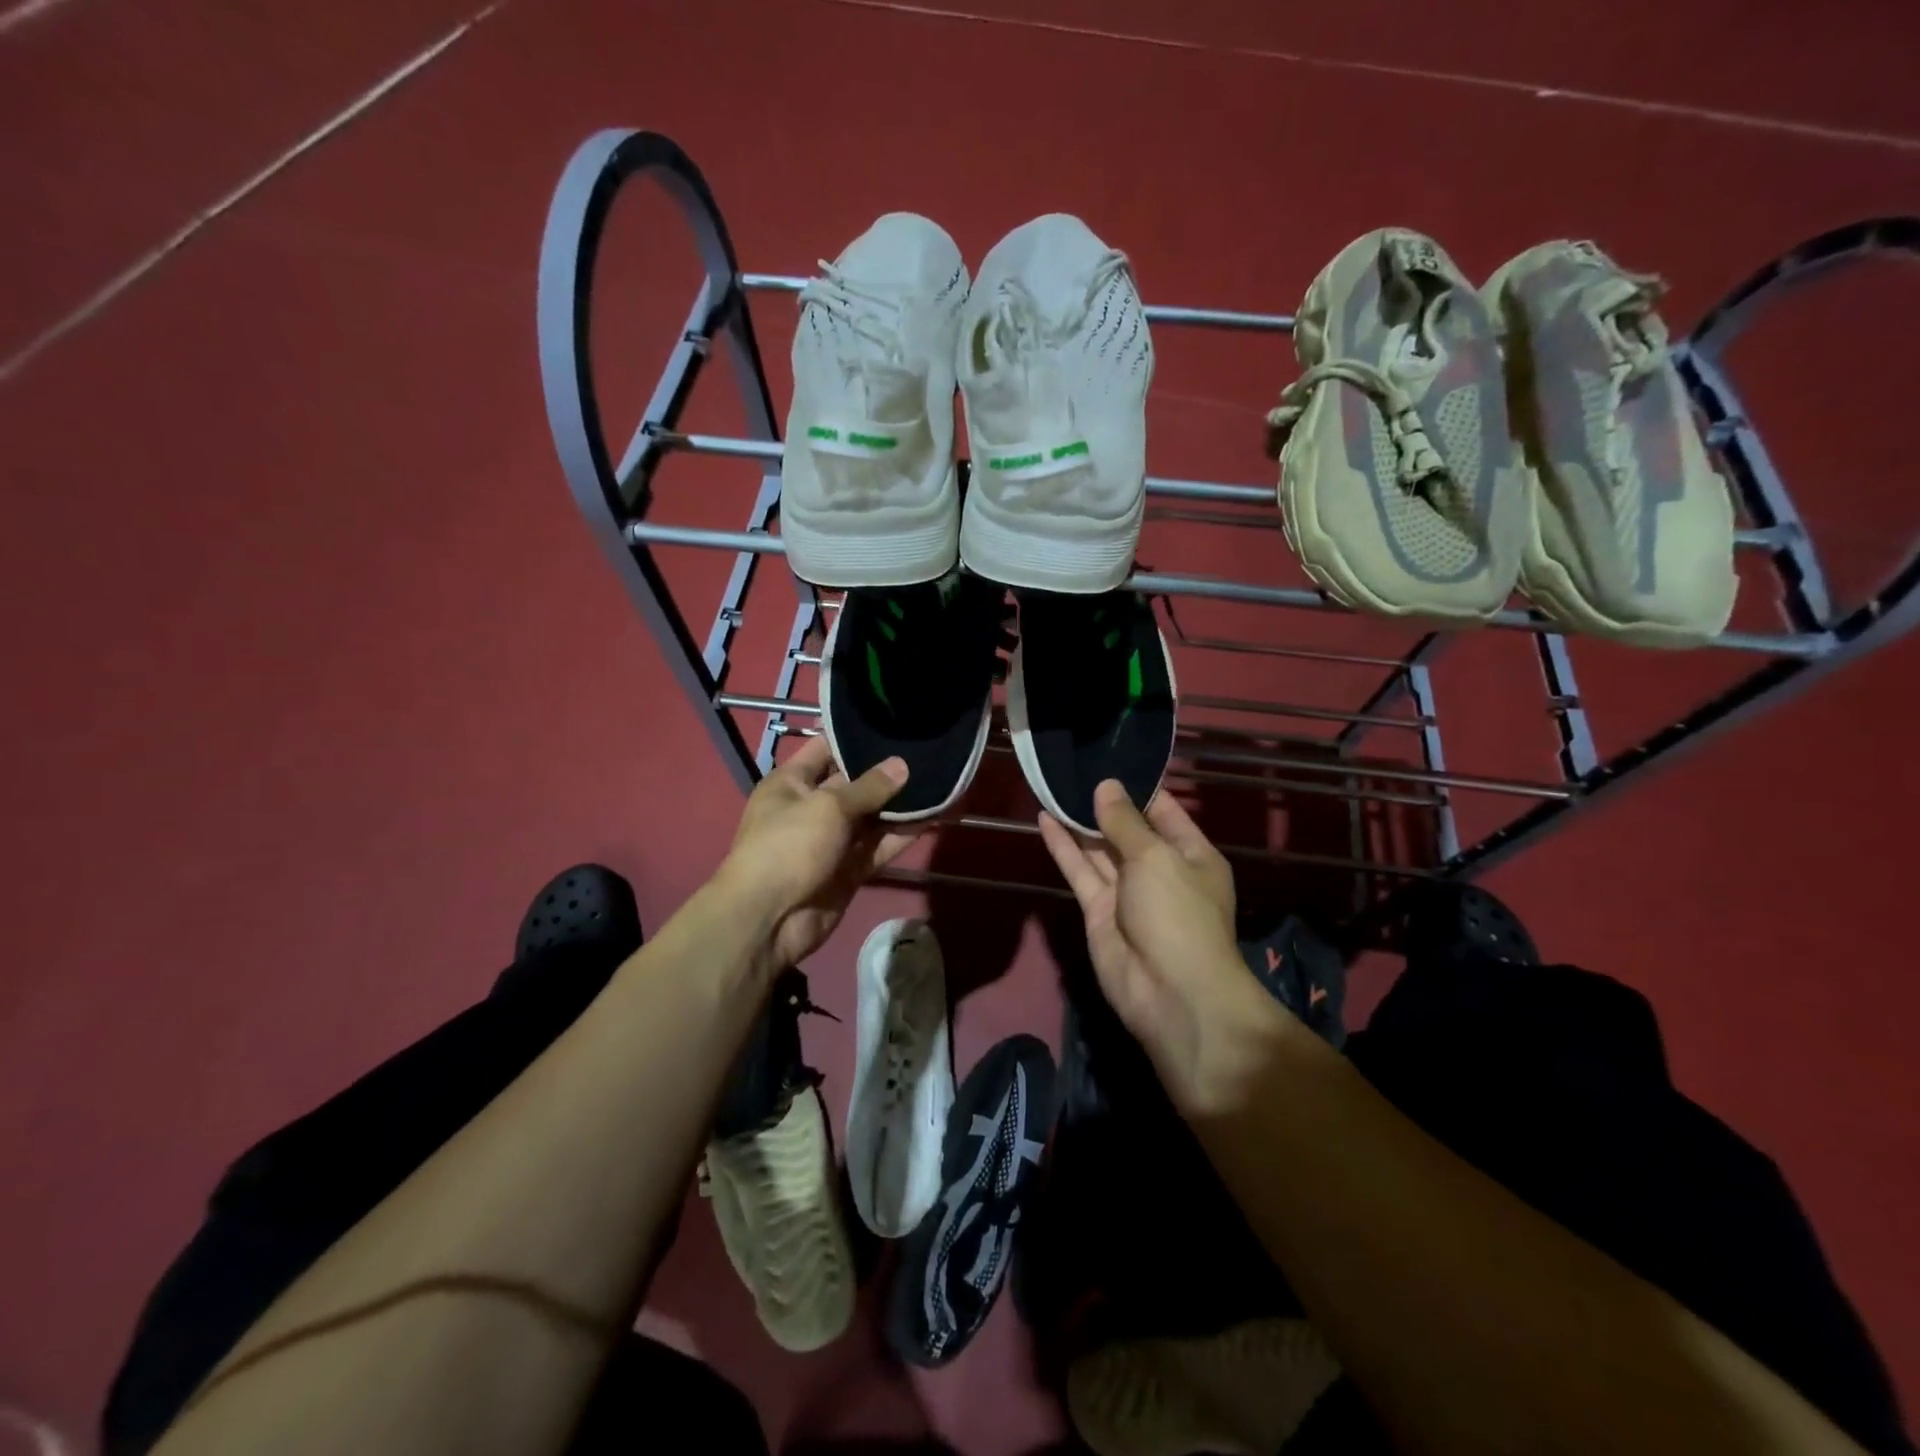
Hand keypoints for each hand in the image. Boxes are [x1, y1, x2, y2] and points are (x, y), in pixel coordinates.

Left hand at [719, 738, 917, 967]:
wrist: (769, 920)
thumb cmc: (788, 847)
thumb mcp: (828, 807)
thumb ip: (868, 787)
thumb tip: (902, 765)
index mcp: (792, 783)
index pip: (825, 749)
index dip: (855, 737)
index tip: (893, 723)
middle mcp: (811, 807)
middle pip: (854, 783)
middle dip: (887, 772)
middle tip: (927, 752)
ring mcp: (831, 841)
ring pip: (871, 817)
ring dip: (900, 805)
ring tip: (940, 782)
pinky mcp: (849, 870)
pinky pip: (879, 847)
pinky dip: (902, 836)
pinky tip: (933, 818)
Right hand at [1038, 781, 1284, 1112]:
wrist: (1170, 993)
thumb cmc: (1179, 914)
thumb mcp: (1157, 858)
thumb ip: (1125, 823)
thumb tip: (1106, 787)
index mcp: (1191, 855)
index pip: (1164, 812)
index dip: (1138, 789)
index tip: (1108, 761)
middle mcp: (1159, 870)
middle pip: (1127, 830)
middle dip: (1103, 803)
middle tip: (1072, 769)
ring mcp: (1127, 892)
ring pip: (1099, 849)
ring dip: (1078, 822)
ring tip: (1053, 786)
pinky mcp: (1098, 912)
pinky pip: (1080, 872)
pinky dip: (1063, 847)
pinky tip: (1044, 819)